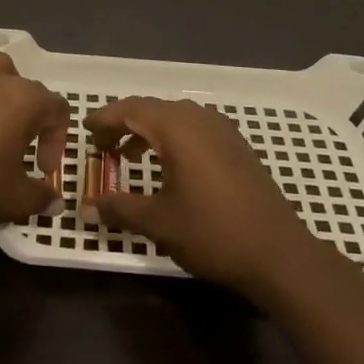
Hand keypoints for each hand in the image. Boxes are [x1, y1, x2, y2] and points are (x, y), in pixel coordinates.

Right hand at [86, 97, 311, 294]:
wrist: (279, 253)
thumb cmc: (213, 232)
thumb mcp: (158, 222)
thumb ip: (119, 208)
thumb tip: (85, 208)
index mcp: (178, 129)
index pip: (131, 110)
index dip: (105, 118)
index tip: (85, 131)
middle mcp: (200, 120)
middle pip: (153, 109)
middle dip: (124, 124)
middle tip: (103, 146)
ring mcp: (224, 131)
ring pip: (176, 118)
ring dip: (149, 131)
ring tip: (129, 156)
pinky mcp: (238, 147)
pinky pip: (195, 129)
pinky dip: (173, 138)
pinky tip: (169, 165)